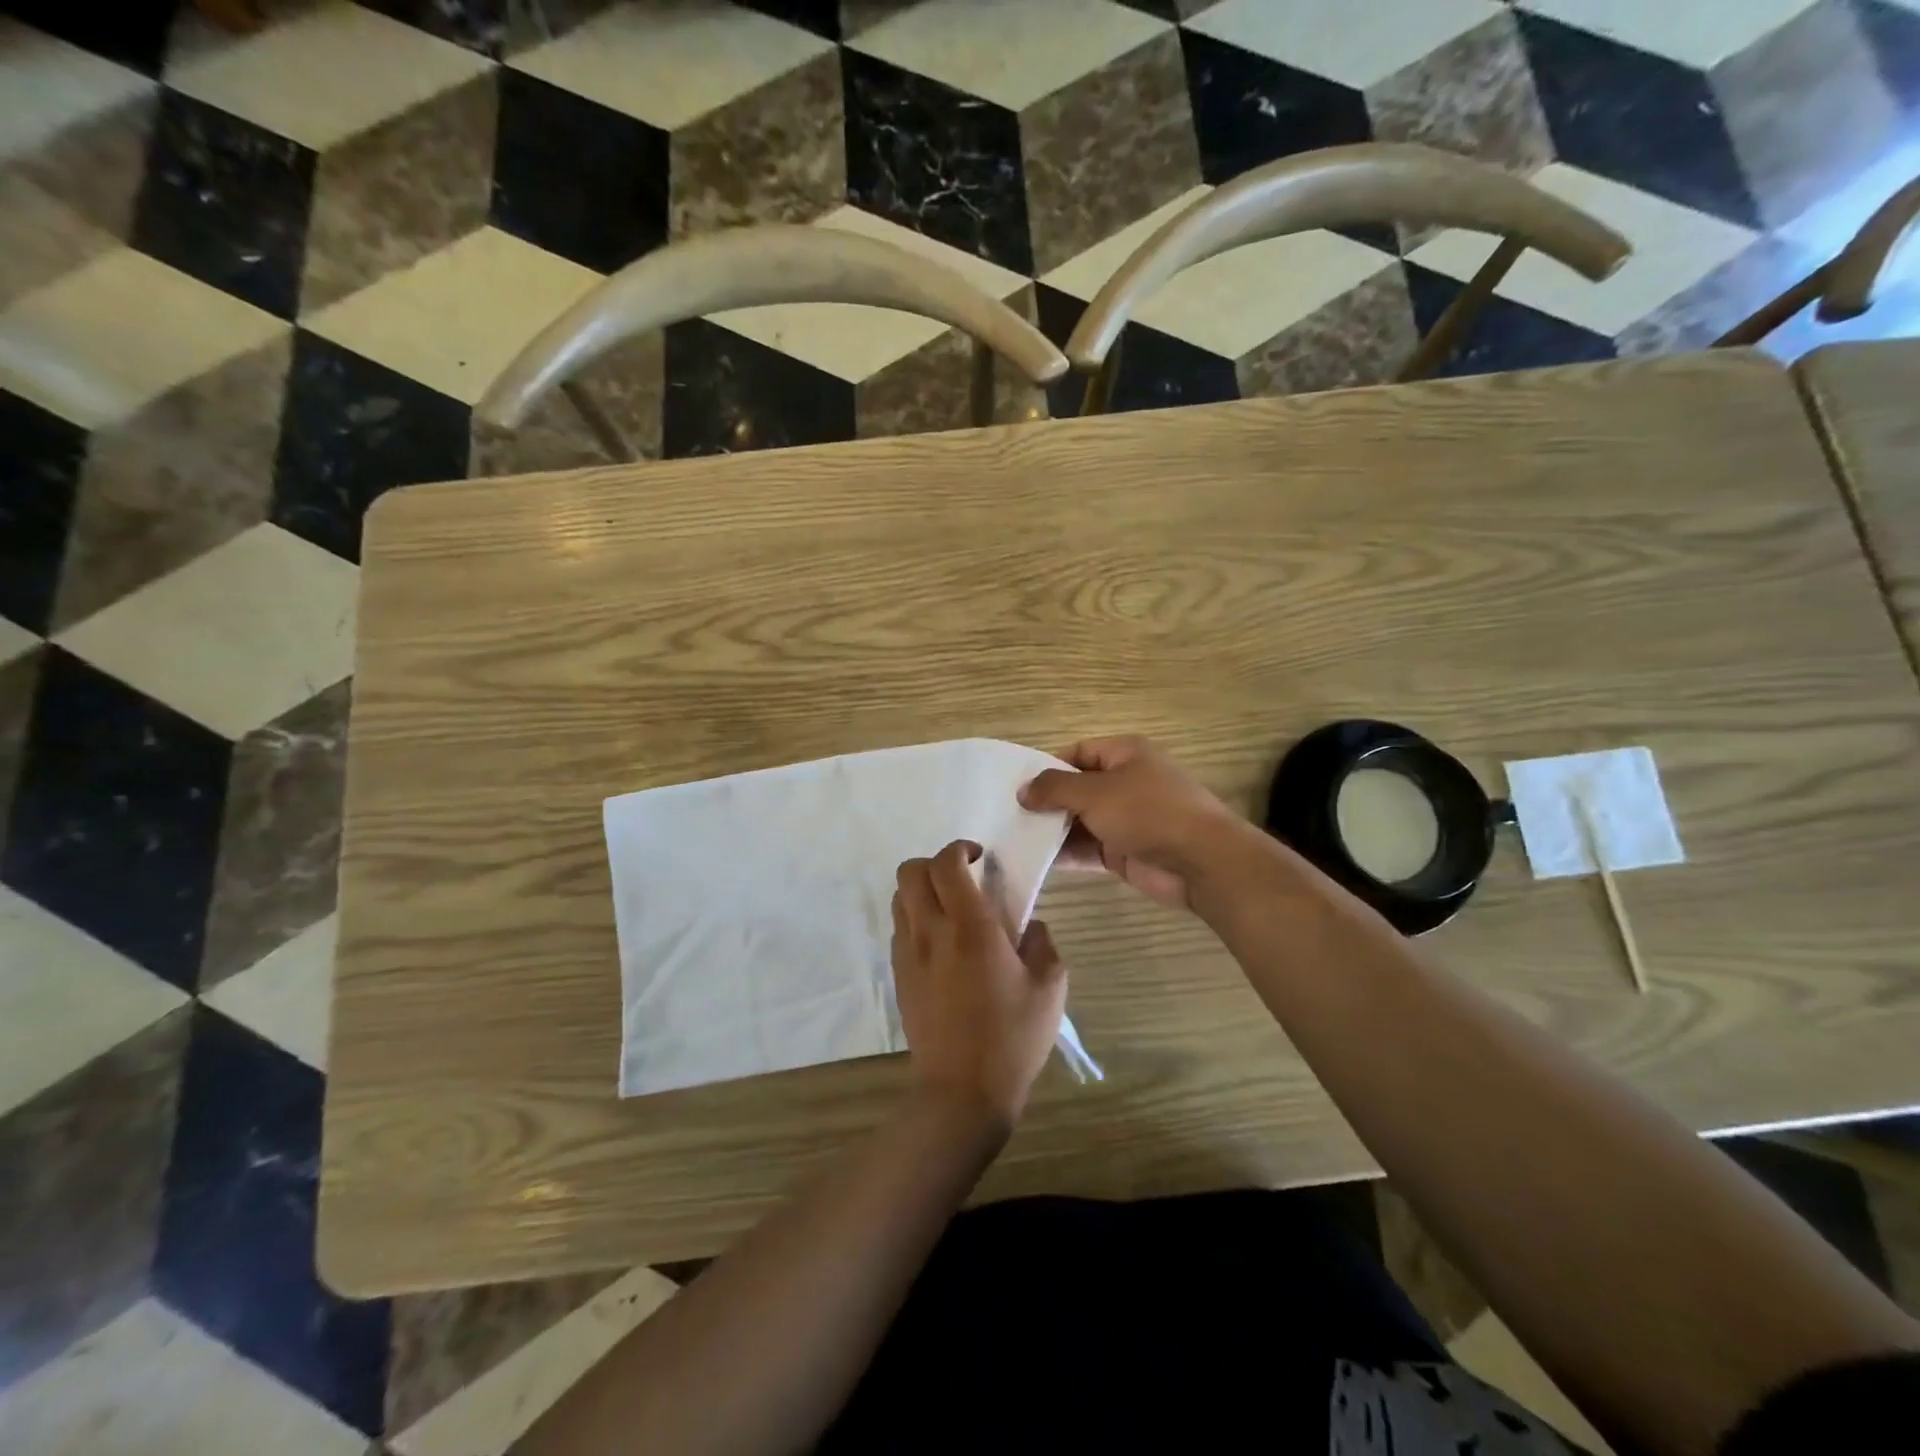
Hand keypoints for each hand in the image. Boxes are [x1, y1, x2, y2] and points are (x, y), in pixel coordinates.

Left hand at [892, 841, 1067, 1125]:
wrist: (962, 1090)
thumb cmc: (1012, 1037)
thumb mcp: (1050, 987)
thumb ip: (1042, 943)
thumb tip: (1029, 925)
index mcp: (970, 927)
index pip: (946, 864)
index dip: (960, 848)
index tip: (979, 857)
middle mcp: (931, 932)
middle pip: (910, 871)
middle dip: (934, 863)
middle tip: (962, 878)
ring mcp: (908, 954)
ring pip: (899, 897)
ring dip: (922, 890)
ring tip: (950, 908)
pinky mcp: (898, 976)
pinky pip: (899, 928)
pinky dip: (916, 919)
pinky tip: (941, 943)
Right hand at [1019, 736, 1246, 909]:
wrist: (1201, 861)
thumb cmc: (1148, 812)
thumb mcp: (1095, 792)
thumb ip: (1054, 789)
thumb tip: (1023, 790)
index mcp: (1124, 754)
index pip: (1076, 753)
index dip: (1046, 767)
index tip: (1016, 786)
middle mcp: (1124, 782)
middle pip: (1076, 788)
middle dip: (1046, 802)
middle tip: (1007, 815)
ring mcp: (1125, 818)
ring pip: (1080, 820)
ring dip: (1052, 830)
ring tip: (1013, 838)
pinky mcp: (1124, 850)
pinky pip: (1088, 848)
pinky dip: (1066, 853)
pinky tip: (1036, 859)